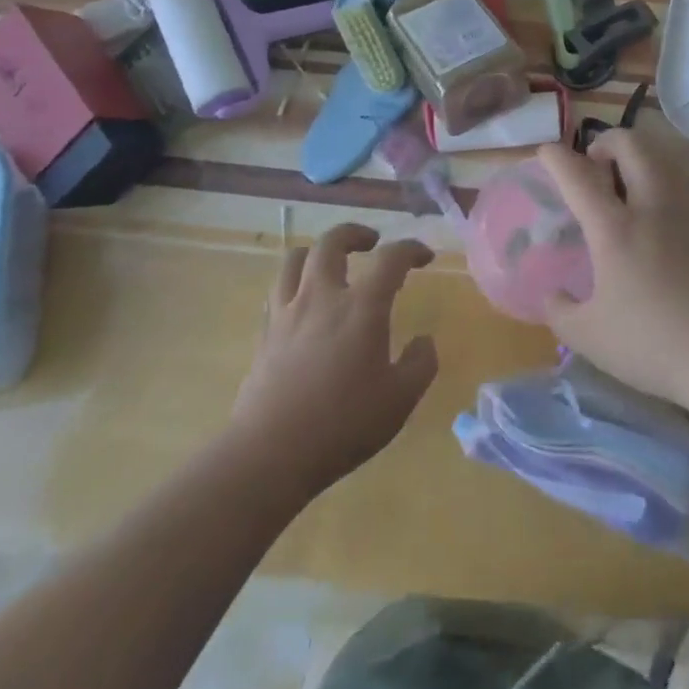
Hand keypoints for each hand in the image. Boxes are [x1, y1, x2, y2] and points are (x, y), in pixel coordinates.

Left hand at [233, 224, 438, 496]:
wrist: (270, 455)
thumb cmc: (343, 424)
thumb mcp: (400, 400)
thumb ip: (420, 364)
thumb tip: (424, 341)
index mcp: (362, 307)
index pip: (391, 258)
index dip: (411, 249)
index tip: (424, 257)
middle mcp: (322, 297)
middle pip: (332, 242)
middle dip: (355, 234)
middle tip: (371, 243)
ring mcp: (287, 313)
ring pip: (295, 259)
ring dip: (317, 252)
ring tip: (330, 264)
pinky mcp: (264, 335)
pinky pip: (277, 291)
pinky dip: (294, 284)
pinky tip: (304, 303)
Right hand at [537, 131, 688, 408]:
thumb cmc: (653, 343)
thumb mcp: (590, 337)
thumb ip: (562, 312)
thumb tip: (553, 295)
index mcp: (615, 228)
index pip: (579, 177)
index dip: (557, 158)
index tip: (546, 152)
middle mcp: (653, 207)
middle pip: (632, 146)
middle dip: (608, 141)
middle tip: (595, 164)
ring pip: (666, 159)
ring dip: (642, 156)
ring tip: (629, 181)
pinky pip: (686, 191)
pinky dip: (666, 187)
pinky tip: (662, 220)